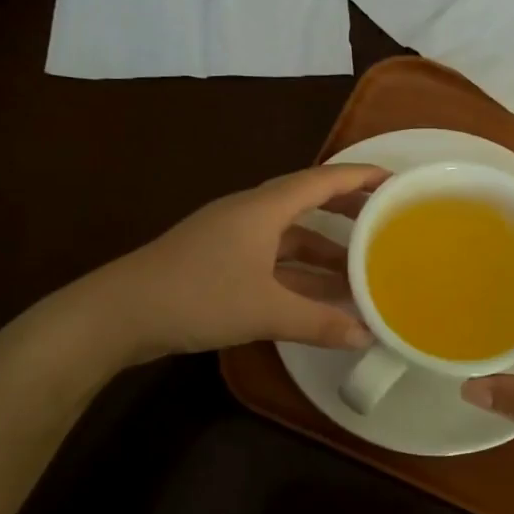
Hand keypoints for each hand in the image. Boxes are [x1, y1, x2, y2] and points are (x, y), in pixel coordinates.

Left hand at [113, 165, 386, 359]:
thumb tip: (366, 336)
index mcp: (263, 208)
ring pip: (288, 236)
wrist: (119, 313)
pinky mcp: (217, 261)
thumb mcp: (265, 311)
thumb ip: (319, 323)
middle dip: (346, 214)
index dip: (359, 177)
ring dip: (321, 251)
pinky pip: (271, 258)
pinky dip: (297, 272)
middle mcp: (249, 214)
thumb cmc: (197, 296)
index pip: (322, 181)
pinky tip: (316, 297)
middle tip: (383, 225)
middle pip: (307, 203)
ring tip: (358, 270)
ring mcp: (230, 238)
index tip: (394, 180)